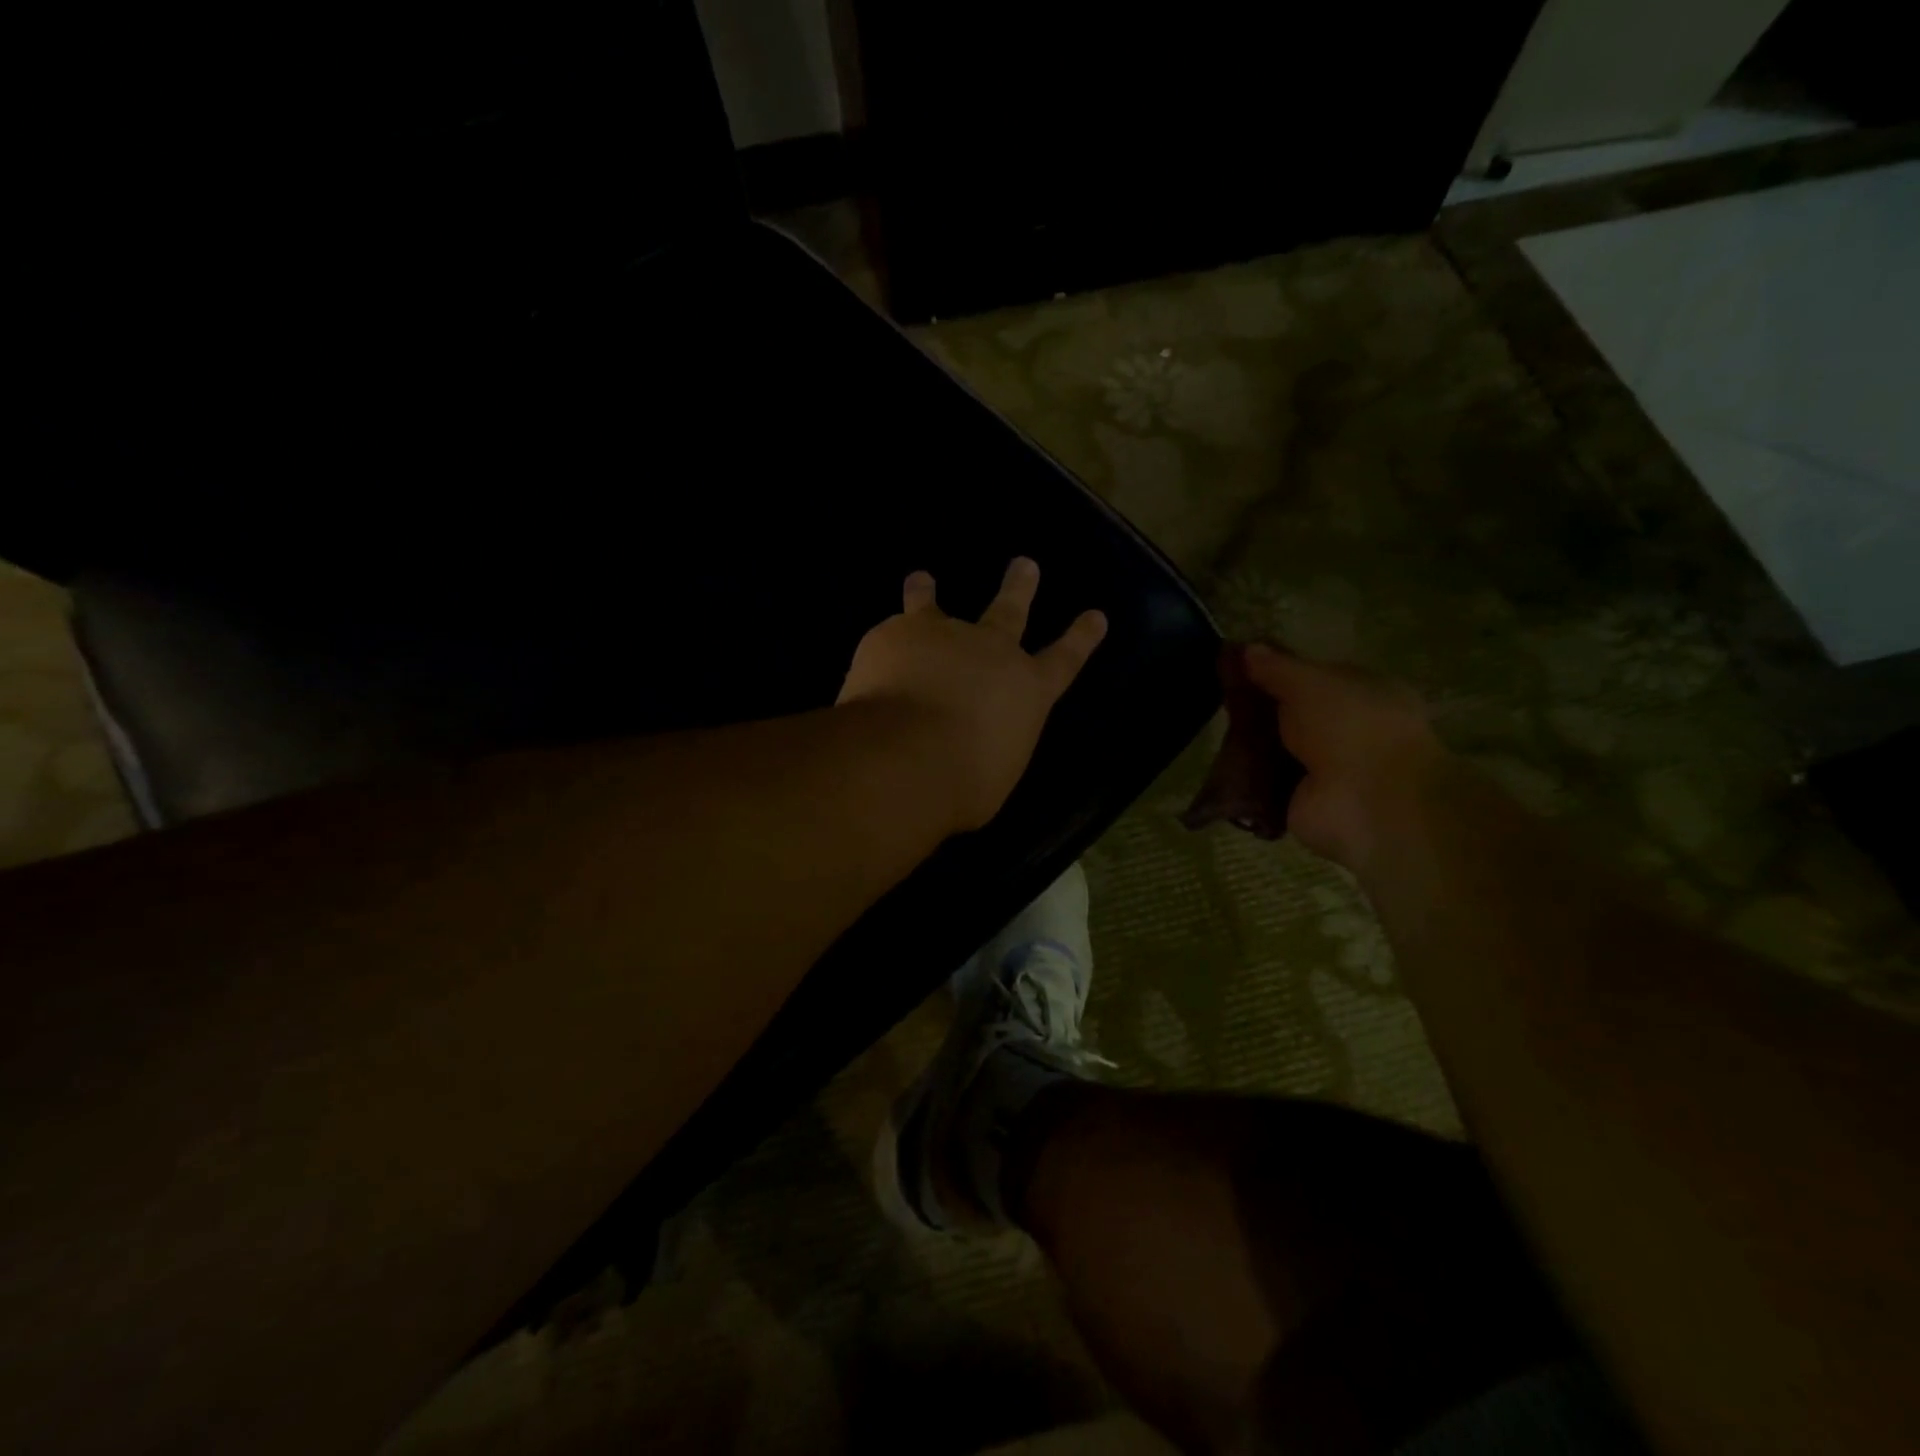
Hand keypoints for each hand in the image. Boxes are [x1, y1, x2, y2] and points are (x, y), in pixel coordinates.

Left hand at [839, 558, 1107, 832]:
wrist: (908, 755)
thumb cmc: (964, 782)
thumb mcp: (993, 773)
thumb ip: (989, 747)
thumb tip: (972, 745)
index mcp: (1027, 689)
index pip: (1065, 659)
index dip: (1081, 638)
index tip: (1095, 616)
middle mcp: (990, 651)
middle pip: (1010, 610)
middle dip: (1019, 587)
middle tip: (1024, 564)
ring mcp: (940, 635)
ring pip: (934, 606)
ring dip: (927, 592)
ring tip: (920, 578)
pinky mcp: (893, 635)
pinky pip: (888, 634)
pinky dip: (884, 641)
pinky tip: (873, 654)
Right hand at [1241, 644, 1442, 873]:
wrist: (1368, 803)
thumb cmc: (1350, 727)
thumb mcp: (1309, 682)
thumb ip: (1276, 666)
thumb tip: (1246, 648)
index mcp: (1364, 692)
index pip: (1313, 676)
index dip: (1276, 670)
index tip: (1237, 668)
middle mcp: (1347, 730)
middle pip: (1290, 714)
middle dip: (1257, 709)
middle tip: (1219, 699)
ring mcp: (1325, 769)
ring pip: (1275, 749)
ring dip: (1248, 745)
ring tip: (1213, 732)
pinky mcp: (1301, 801)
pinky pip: (1264, 785)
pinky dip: (1245, 781)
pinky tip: (1218, 768)